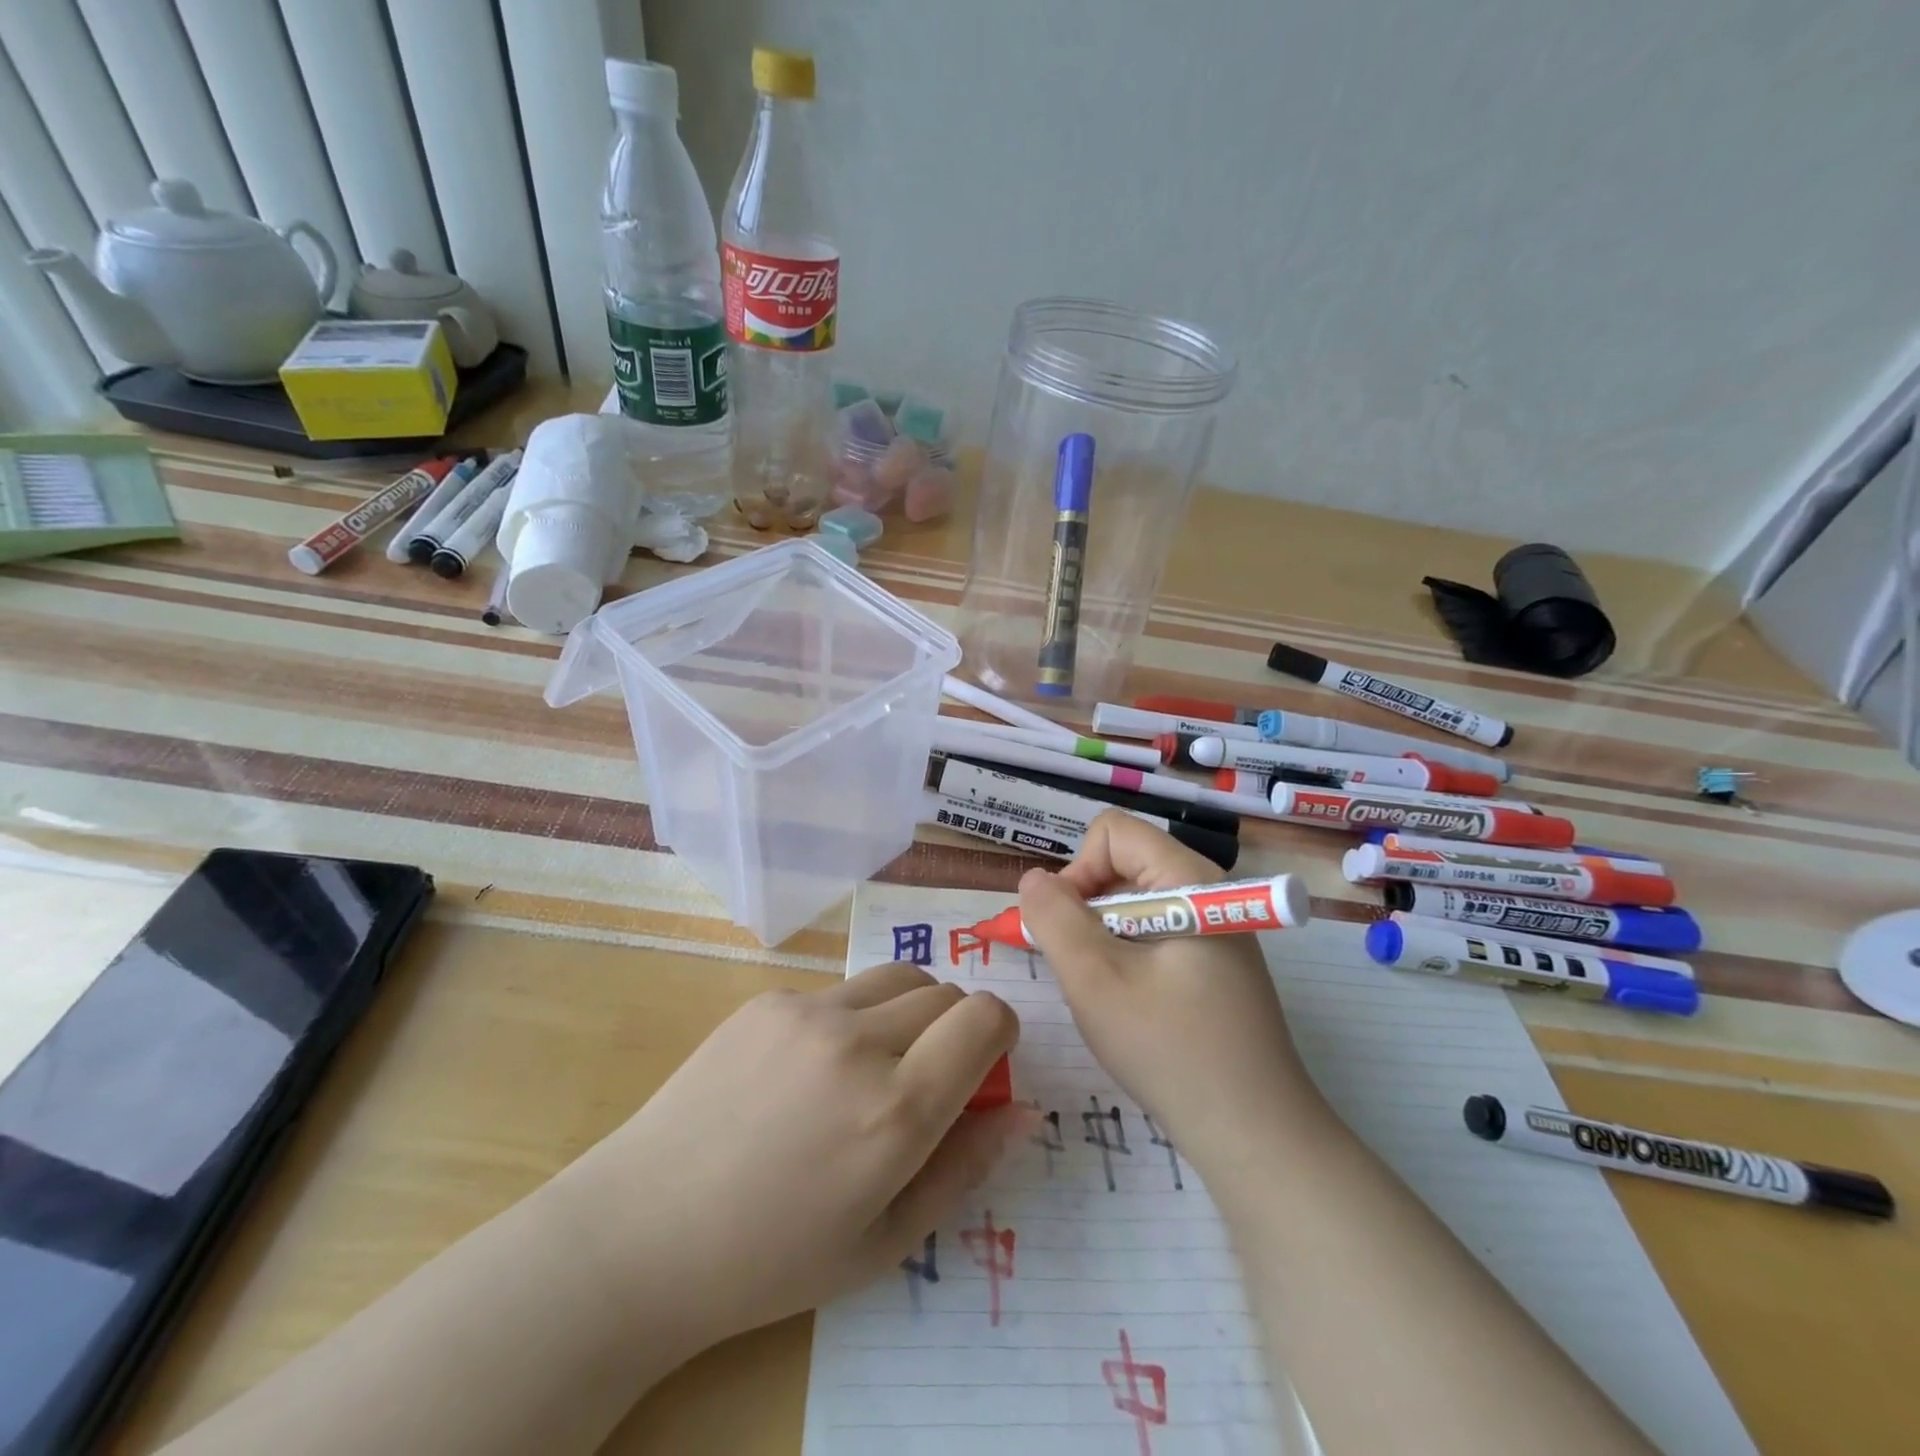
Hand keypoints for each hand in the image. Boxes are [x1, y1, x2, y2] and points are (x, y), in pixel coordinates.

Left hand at [557, 964, 1022, 1349]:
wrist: (643, 1232)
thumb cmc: (773, 1259)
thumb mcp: (886, 1240)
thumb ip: (966, 1166)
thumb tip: (1024, 1109)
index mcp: (896, 1111)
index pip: (984, 1019)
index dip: (1000, 1033)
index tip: (985, 1064)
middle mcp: (858, 1042)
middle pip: (946, 992)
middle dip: (956, 1027)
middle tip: (926, 1078)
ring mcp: (808, 1011)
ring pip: (898, 978)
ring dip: (910, 1010)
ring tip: (875, 1064)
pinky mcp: (769, 998)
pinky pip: (840, 991)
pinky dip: (852, 1018)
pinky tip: (808, 1071)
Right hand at [1017, 811, 1327, 1159]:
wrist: (1256, 1137)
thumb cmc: (1171, 1050)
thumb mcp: (1095, 980)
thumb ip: (1054, 918)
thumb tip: (1033, 879)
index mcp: (1188, 879)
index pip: (1112, 832)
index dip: (1078, 870)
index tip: (1069, 930)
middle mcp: (1205, 891)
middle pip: (1122, 864)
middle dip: (1086, 907)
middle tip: (1081, 968)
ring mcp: (1215, 928)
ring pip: (1132, 902)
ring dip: (1102, 938)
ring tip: (1105, 992)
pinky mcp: (1215, 963)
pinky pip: (1153, 933)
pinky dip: (1126, 957)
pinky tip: (1131, 1006)